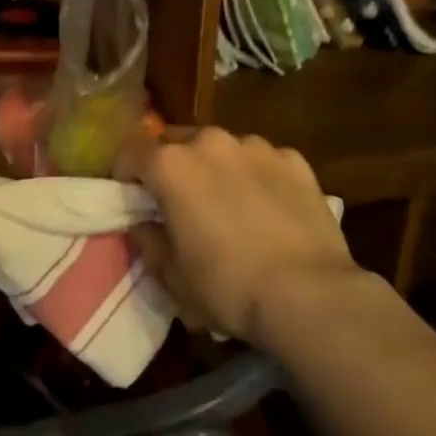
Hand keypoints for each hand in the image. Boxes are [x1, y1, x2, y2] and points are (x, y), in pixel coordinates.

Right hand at [115, 127, 356, 347]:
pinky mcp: (294, 160)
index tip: (132, 197)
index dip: (126, 173)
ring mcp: (256, 147)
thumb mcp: (171, 277)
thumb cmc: (227, 287)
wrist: (309, 295)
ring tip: (229, 204)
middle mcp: (210, 142)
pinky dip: (258, 176)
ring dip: (216, 167)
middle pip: (177, 141)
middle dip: (171, 165)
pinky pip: (263, 161)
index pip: (131, 150)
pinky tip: (269, 209)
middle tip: (179, 201)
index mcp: (171, 165)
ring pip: (222, 148)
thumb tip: (144, 224)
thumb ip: (148, 241)